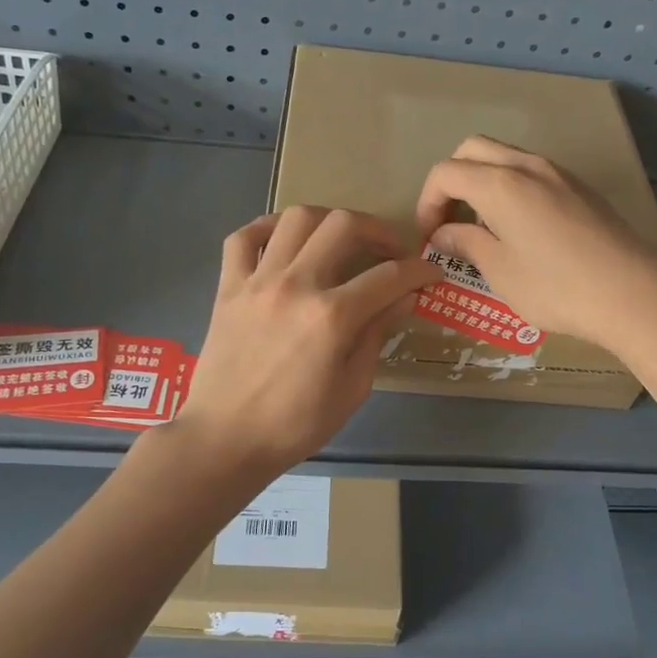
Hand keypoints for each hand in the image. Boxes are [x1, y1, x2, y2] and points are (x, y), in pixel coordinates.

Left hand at [178, 206, 440, 472]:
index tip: (431, 273)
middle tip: (390, 250)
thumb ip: (377, 335)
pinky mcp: (228, 287)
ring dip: (329, 220)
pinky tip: (286, 239)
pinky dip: (268, 228)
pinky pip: (244, 237)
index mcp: (332, 317)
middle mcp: (296, 285)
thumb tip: (404, 299)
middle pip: (344, 226)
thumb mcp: (352, 388)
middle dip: (378, 230)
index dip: (419, 271)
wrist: (225, 439)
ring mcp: (258, 281)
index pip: (389, 277)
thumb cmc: (295, 425)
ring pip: (297, 219)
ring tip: (341, 238)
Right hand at [415, 136, 656, 351]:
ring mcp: (558, 173)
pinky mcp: (580, 187)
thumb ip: (466, 244)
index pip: (445, 172)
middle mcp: (526, 166)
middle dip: (451, 181)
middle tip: (449, 221)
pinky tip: (520, 228)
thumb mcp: (500, 271)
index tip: (430, 237)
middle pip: (473, 150)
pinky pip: (531, 172)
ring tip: (483, 227)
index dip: (427, 202)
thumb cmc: (556, 287)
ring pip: (505, 157)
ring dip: (482, 182)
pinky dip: (510, 187)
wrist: (632, 292)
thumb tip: (443, 234)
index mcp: (499, 184)